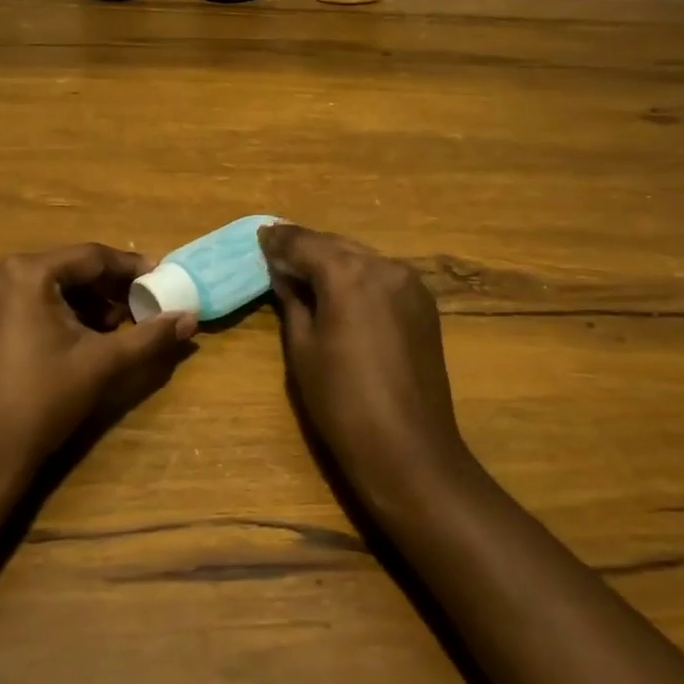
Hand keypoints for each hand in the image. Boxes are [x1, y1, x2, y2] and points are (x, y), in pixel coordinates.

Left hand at [0, 244, 195, 483]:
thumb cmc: (40, 402)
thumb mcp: (101, 365)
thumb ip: (149, 336)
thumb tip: (190, 318)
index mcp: (26, 273)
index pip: (91, 257)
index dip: (129, 268)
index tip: (159, 279)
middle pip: (64, 270)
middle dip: (104, 290)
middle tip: (136, 310)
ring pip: (40, 288)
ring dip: (77, 303)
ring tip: (107, 330)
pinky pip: (16, 304)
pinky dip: (47, 314)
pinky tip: (67, 342)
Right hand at [260, 224, 475, 500]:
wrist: (408, 448)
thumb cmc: (342, 402)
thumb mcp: (302, 348)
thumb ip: (293, 300)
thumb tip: (284, 273)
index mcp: (348, 274)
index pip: (305, 243)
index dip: (279, 240)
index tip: (260, 235)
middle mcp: (383, 266)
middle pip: (336, 245)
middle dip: (305, 246)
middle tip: (276, 247)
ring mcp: (409, 283)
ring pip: (361, 257)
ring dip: (332, 259)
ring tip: (305, 267)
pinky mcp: (424, 303)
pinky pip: (382, 275)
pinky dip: (358, 274)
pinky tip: (341, 287)